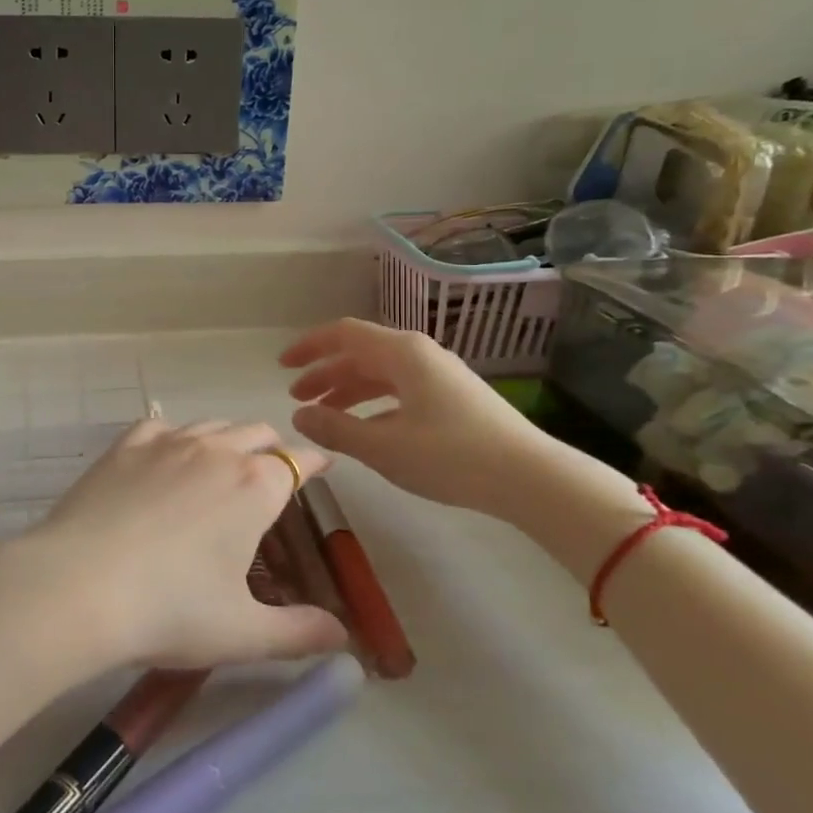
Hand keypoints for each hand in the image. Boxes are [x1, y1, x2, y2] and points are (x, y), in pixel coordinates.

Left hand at [19, 418, 347, 669]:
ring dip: (228, 437)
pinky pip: (161, 425)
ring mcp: (167, 443)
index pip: (297, 462)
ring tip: (226, 460)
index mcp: (254, 486)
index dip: (313, 464)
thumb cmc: (170, 609)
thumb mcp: (244, 633)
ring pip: (211, 424)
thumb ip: (299, 633)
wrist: (79, 585)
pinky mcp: (125, 447)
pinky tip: (168, 450)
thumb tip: (343, 636)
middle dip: (272, 447)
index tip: (321, 466)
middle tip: (273, 471)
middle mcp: (216, 451)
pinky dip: (175, 434)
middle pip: (256, 433)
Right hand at [281, 318, 560, 521]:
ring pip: (381, 372)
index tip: (282, 366)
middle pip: (361, 353)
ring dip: (348, 389)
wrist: (530, 478)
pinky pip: (400, 388)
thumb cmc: (451, 456)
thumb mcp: (383, 446)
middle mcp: (420, 354)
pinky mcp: (453, 397)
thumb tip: (299, 417)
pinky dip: (373, 402)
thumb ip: (335, 429)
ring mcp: (439, 375)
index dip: (309, 346)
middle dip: (325, 373)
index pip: (344, 334)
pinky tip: (365, 427)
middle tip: (297, 398)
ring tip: (324, 414)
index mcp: (402, 353)